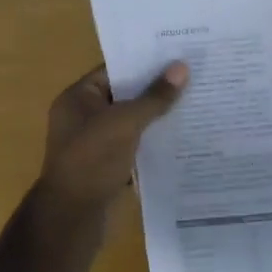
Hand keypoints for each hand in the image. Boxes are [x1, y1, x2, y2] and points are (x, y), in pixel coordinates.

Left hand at [38, 62, 188, 215]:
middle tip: (195, 76)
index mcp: (78, 98)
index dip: (144, 62)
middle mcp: (84, 117)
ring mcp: (96, 143)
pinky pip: (136, 145)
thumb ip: (154, 96)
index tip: (178, 55)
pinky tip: (185, 137)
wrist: (73, 216)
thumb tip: (182, 67)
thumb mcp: (125, 123)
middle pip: (125, 95)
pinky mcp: (109, 166)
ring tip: (197, 102)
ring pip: (133, 122)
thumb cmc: (92, 160)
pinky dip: (155, 142)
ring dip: (158, 117)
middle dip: (156, 89)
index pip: (114, 70)